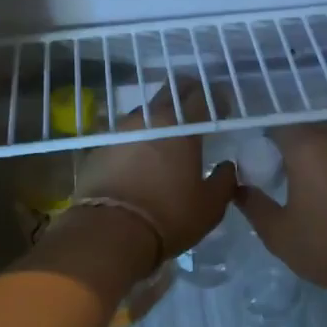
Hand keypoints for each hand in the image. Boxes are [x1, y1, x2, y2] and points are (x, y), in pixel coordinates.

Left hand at [72, 81, 236, 259]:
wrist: (108, 233)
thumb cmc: (169, 217)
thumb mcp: (210, 207)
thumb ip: (224, 181)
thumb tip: (227, 167)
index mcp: (182, 127)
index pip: (201, 96)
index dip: (215, 98)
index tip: (222, 109)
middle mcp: (150, 119)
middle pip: (170, 93)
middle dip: (186, 95)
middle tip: (195, 111)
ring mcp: (121, 131)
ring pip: (145, 113)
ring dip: (158, 119)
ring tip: (166, 138)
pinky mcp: (99, 148)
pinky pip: (125, 136)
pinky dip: (137, 141)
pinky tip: (140, 159)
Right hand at [233, 123, 326, 315]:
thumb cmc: (325, 247)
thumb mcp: (278, 233)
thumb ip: (253, 205)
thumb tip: (238, 189)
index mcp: (309, 148)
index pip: (279, 125)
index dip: (265, 138)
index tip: (257, 157)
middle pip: (308, 129)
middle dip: (290, 143)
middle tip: (276, 168)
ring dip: (315, 155)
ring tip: (301, 183)